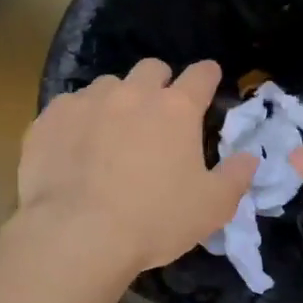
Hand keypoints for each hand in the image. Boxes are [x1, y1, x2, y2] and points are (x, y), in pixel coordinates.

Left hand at [18, 59, 259, 275]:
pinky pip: (69, 107)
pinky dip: (78, 120)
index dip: (207, 76)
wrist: (76, 235)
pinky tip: (74, 147)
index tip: (208, 80)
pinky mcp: (51, 118)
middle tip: (158, 112)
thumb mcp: (211, 208)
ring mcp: (87, 101)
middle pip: (152, 68)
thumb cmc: (153, 221)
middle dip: (159, 82)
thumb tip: (250, 158)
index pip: (201, 75)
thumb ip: (236, 177)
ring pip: (108, 85)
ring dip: (116, 100)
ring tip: (111, 132)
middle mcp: (132, 94)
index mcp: (176, 109)